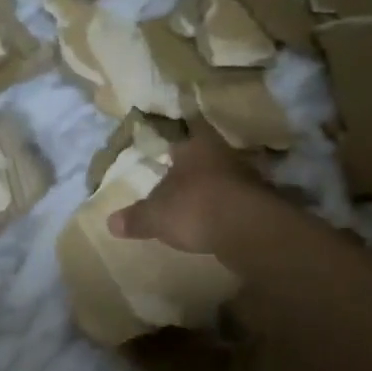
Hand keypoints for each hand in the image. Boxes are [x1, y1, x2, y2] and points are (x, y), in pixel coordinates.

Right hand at [107, 122, 274, 254]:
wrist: (248, 229)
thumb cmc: (194, 208)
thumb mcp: (155, 216)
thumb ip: (135, 218)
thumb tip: (110, 222)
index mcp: (194, 147)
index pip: (179, 141)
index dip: (170, 151)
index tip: (164, 160)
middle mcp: (222, 154)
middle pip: (203, 160)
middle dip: (191, 172)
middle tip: (177, 186)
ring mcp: (246, 176)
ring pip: (221, 179)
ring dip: (211, 191)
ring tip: (196, 207)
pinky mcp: (261, 201)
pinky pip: (236, 201)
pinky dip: (226, 210)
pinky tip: (216, 224)